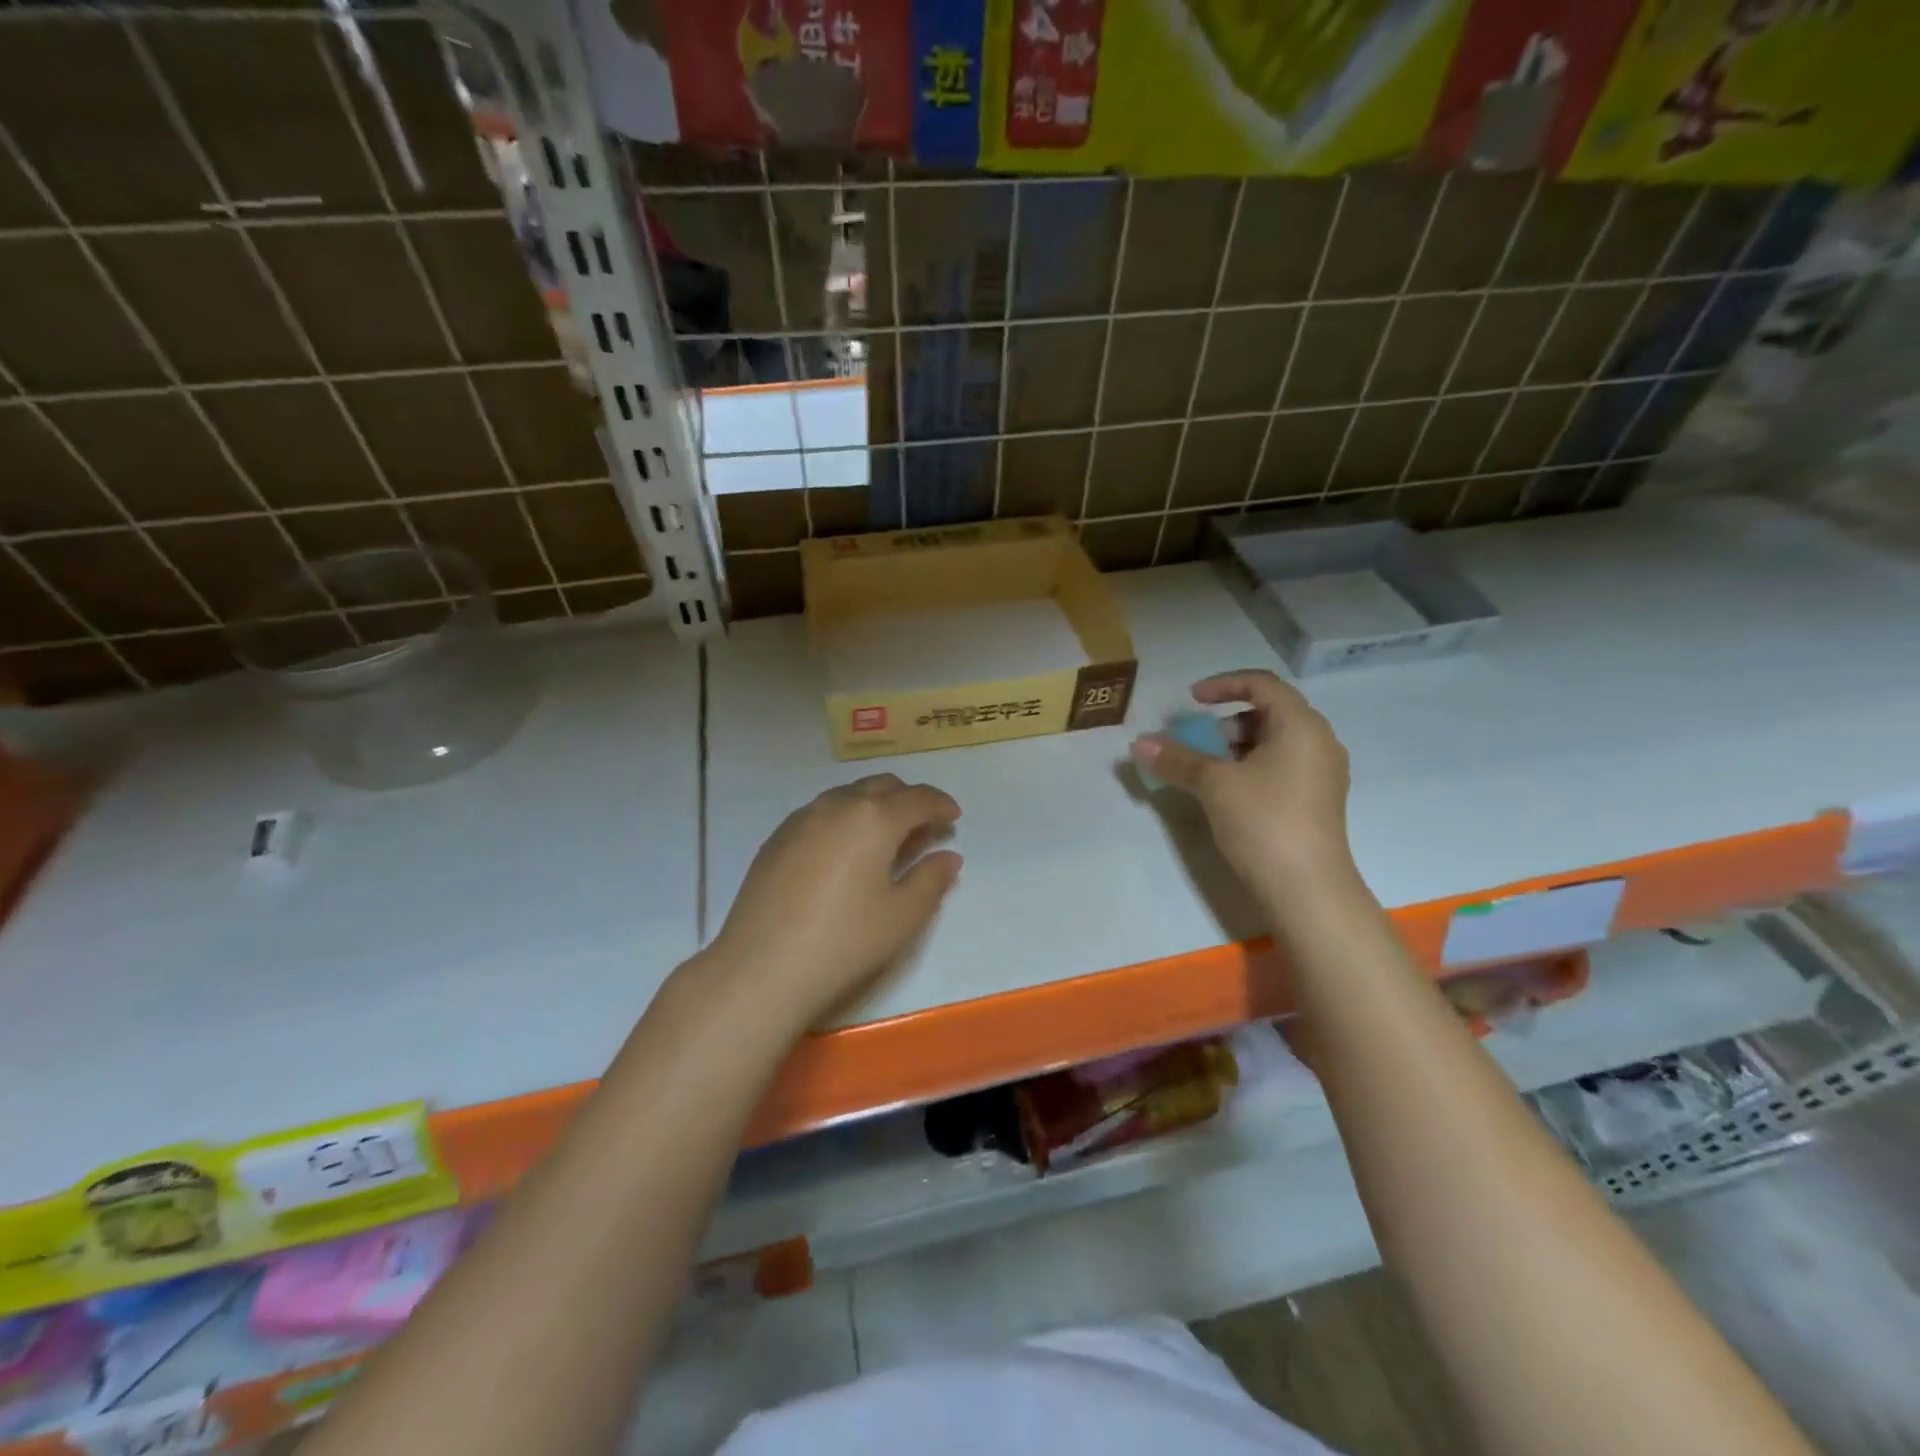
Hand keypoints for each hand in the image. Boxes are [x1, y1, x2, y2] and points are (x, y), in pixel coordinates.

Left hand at [710, 775, 961, 1024]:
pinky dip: (845, 820)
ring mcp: (801, 819)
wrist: (761, 967)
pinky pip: (821, 813)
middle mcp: (837, 805)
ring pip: (848, 795)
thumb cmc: (844, 941)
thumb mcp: (903, 916)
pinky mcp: (777, 838)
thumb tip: (948, 856)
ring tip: (885, 840)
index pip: (918, 798)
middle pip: (882, 786)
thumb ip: (932, 879)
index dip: (941, 804)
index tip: (954, 817)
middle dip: (908, 800)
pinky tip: (844, 853)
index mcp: (873, 818)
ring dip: (874, 806)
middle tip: (923, 828)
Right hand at [1131, 670, 1356, 907]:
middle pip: (1269, 712)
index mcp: (1302, 726)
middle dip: (1226, 721)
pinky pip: (1279, 767)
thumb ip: (1178, 758)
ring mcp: (1320, 774)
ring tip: (1205, 770)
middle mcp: (1318, 743)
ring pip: (1273, 742)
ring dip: (1235, 747)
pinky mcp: (1315, 801)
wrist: (1308, 891)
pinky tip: (1226, 793)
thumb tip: (1139, 743)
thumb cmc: (1265, 823)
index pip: (1263, 684)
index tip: (1191, 701)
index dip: (1223, 684)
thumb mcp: (1215, 785)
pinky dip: (1249, 767)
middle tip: (1196, 742)